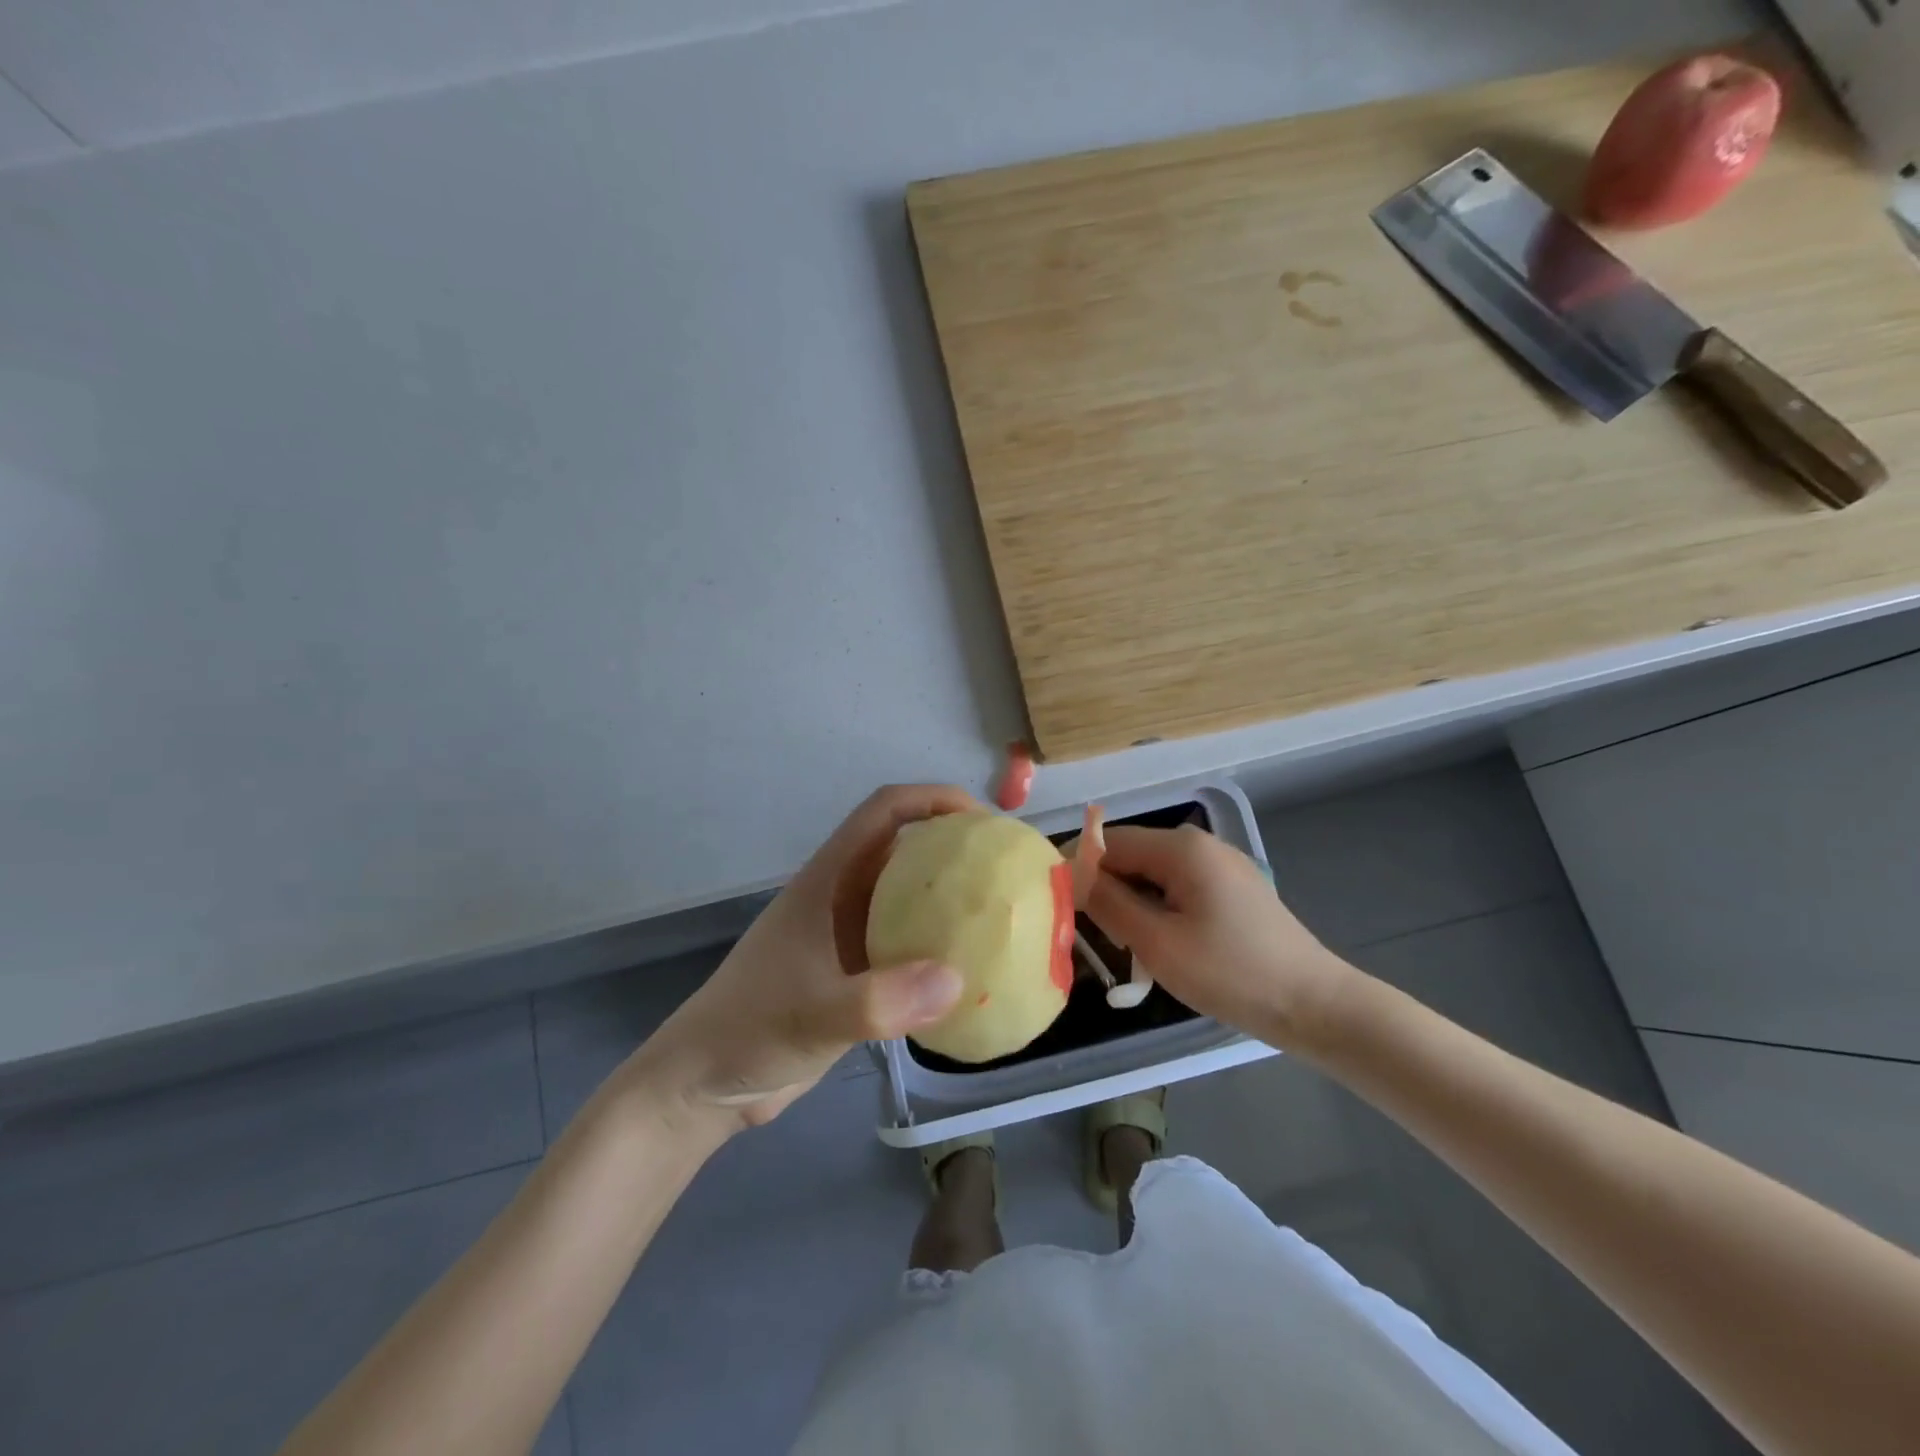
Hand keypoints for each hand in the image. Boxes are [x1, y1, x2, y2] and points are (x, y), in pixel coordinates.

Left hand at [625, 784, 977, 1129]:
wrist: (703, 1086)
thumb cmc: (748, 1031)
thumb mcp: (812, 1016)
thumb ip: (877, 1001)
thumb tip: (956, 980)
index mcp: (828, 880)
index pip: (885, 811)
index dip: (934, 799)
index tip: (985, 822)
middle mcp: (842, 898)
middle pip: (906, 848)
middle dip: (957, 847)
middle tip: (1009, 871)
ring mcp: (848, 937)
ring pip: (911, 898)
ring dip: (952, 900)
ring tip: (1002, 917)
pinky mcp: (855, 976)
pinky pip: (908, 947)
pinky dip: (941, 950)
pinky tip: (972, 975)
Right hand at [1085, 825, 1361, 1052]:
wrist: (1314, 1006)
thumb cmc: (1230, 973)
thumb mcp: (1157, 943)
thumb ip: (1108, 903)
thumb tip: (1071, 875)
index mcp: (1181, 848)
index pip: (1108, 842)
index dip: (1078, 869)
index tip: (1059, 907)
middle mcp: (1200, 844)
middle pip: (1131, 856)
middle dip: (1108, 892)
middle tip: (1099, 940)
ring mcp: (1221, 865)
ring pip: (1153, 875)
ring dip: (1134, 906)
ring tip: (1132, 951)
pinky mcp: (1233, 888)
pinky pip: (1179, 888)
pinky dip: (1160, 911)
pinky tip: (1165, 947)